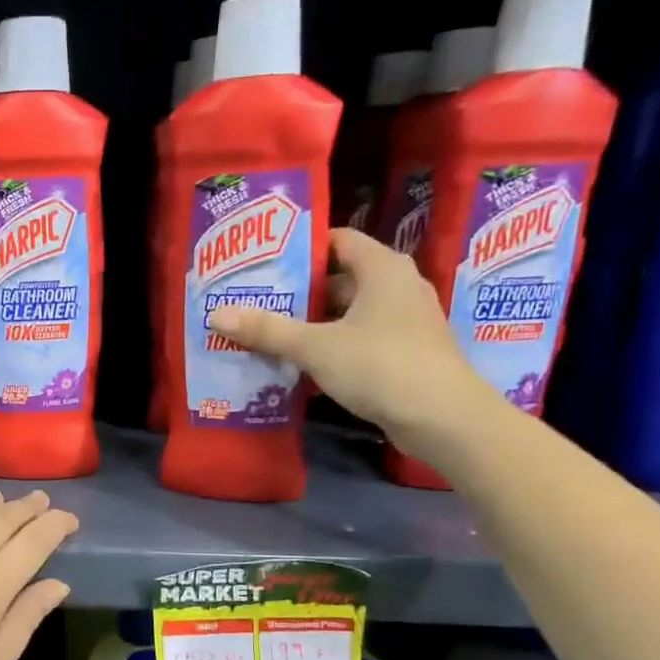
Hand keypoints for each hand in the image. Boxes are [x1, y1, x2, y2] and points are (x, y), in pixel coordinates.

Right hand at [207, 227, 496, 454]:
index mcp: (382, 269)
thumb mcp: (316, 347)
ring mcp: (404, 321)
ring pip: (348, 313)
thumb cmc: (381, 366)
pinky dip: (330, 346)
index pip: (338, 240)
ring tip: (268, 332)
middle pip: (340, 278)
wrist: (443, 418)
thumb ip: (267, 330)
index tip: (263, 263)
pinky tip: (299, 364)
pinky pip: (358, 339)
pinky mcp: (404, 352)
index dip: (300, 248)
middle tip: (256, 300)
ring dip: (312, 323)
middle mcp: (397, 286)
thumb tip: (216, 315)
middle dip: (298, 291)